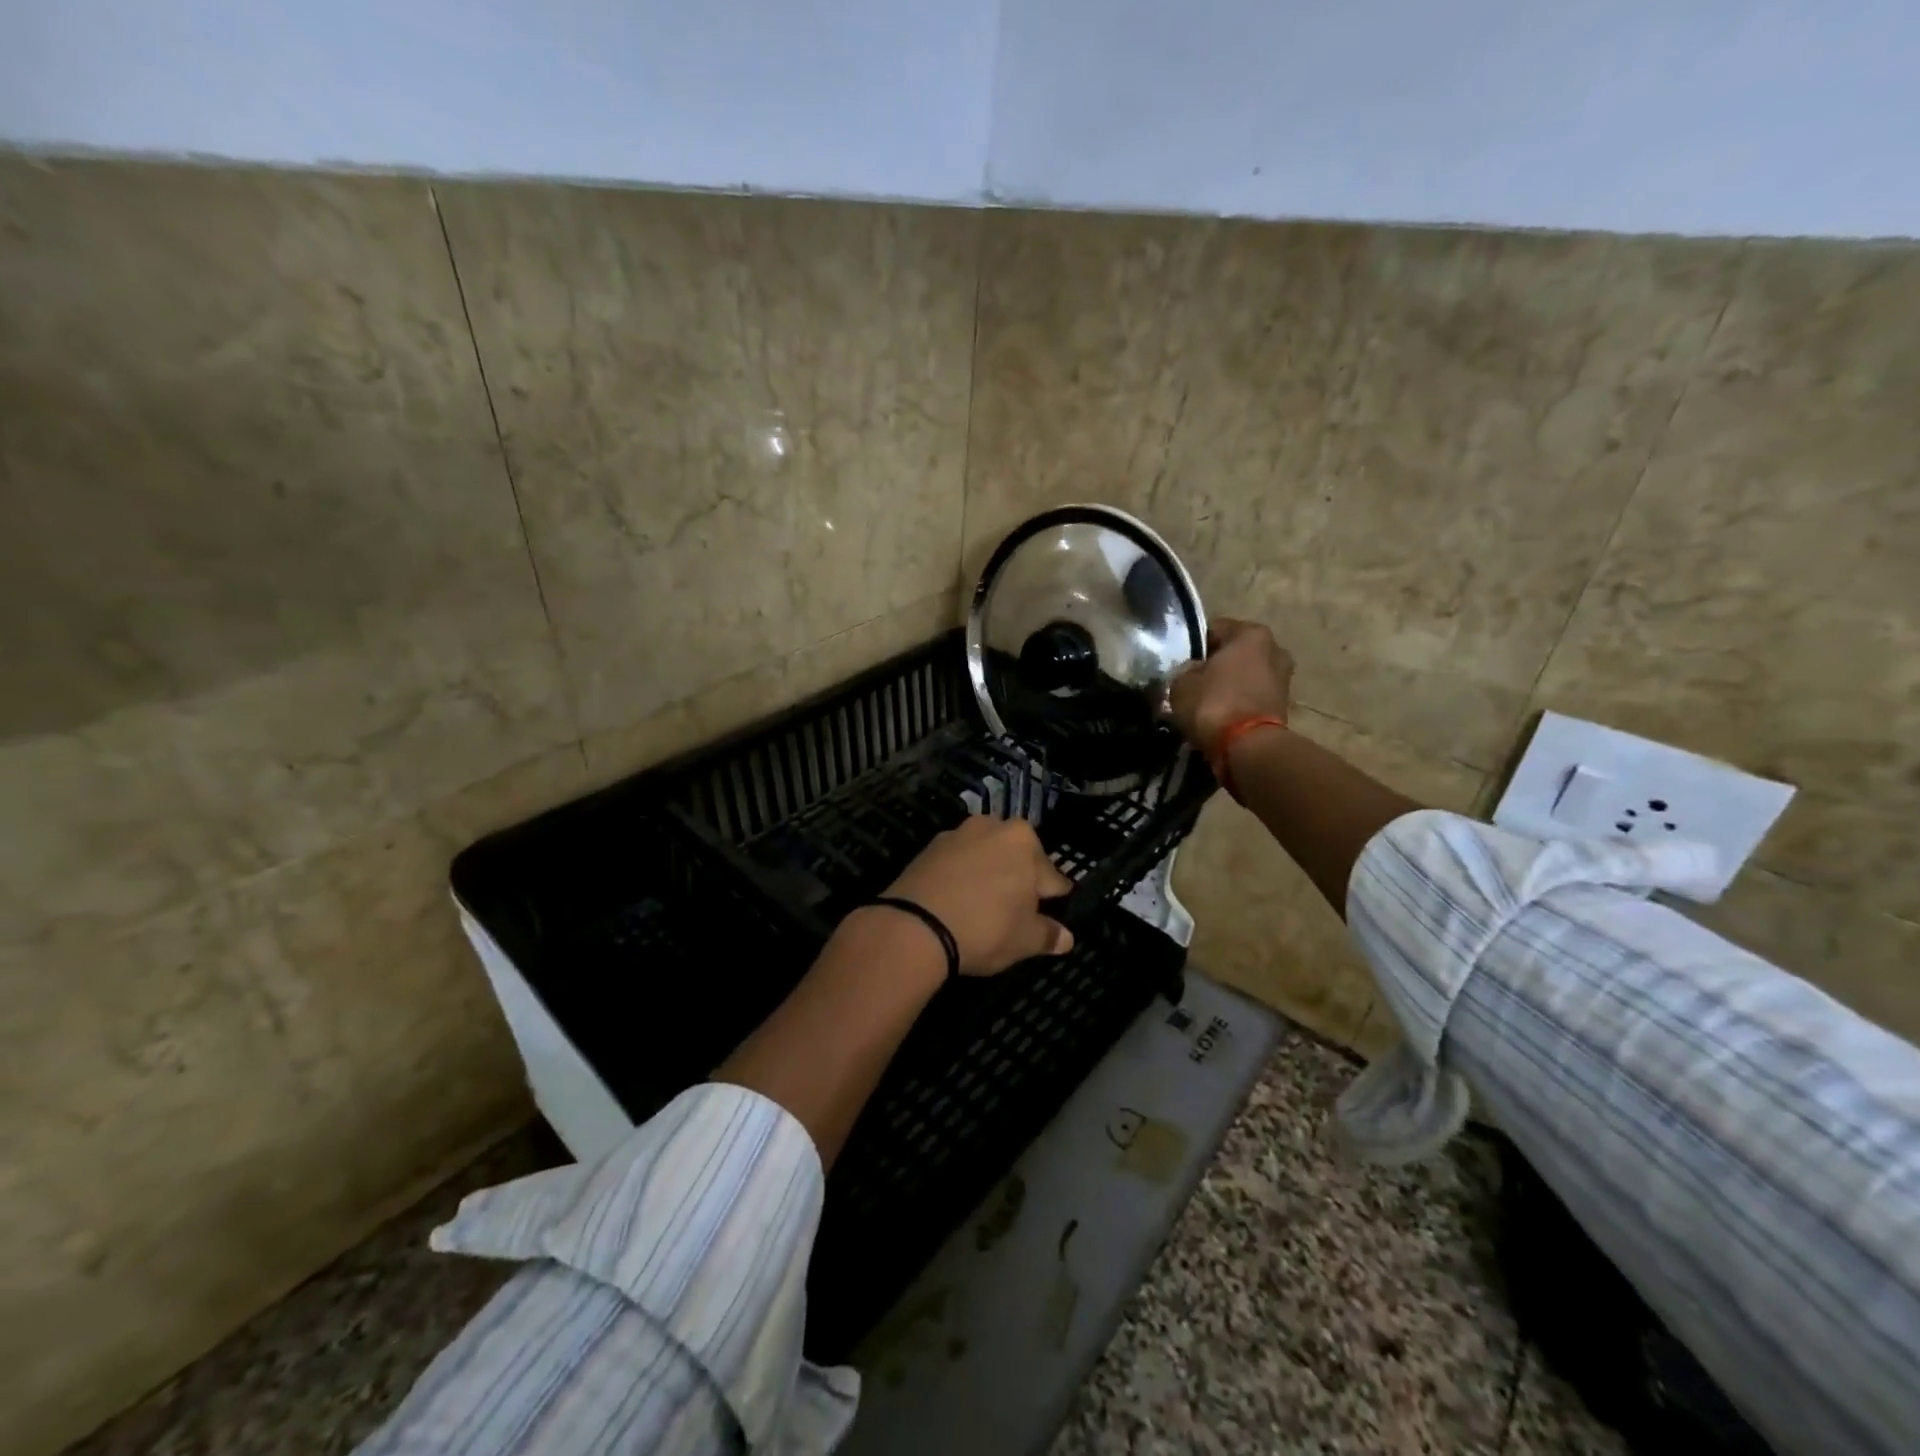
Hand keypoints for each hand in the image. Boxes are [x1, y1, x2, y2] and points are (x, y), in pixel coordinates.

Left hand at [881, 816, 1074, 975]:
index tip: (1052, 912)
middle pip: (1015, 857)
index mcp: (1023, 840)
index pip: (1050, 874)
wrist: (914, 927)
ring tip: (984, 907)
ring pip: (984, 857)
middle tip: (1016, 912)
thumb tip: (1066, 938)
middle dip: (1018, 880)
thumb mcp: (1025, 940)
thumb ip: (1048, 935)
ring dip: (988, 876)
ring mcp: (956, 835)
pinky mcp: (927, 849)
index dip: (1053, 897)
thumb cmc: (985, 928)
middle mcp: (991, 827)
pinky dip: (961, 878)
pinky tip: (958, 902)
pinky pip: (956, 864)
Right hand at [1168, 618, 1294, 757]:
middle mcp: (1274, 648)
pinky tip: (1221, 715)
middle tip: (1193, 682)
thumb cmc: (1214, 704)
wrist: (1248, 748)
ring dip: (1229, 684)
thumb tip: (1191, 672)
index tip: (1181, 663)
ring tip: (1206, 702)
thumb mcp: (1181, 683)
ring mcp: (1283, 678)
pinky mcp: (1284, 705)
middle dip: (1216, 665)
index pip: (1215, 629)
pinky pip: (1252, 696)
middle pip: (1235, 652)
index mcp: (1251, 633)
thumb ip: (1185, 671)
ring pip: (1245, 675)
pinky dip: (1239, 702)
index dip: (1194, 646)